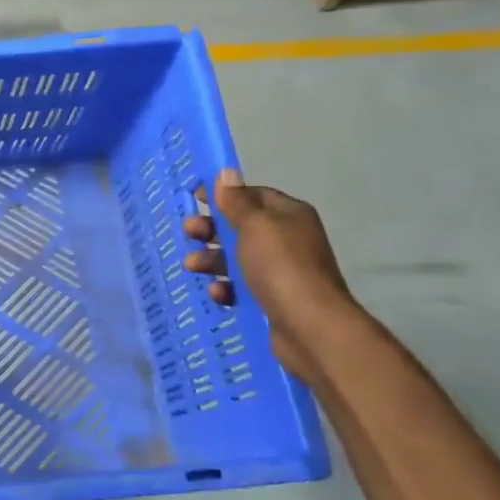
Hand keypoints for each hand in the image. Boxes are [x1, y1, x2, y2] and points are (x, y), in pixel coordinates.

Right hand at [183, 168, 355, 378]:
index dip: (223, 195)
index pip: (252, 195)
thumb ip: (236, 202)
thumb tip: (226, 172)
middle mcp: (286, 240)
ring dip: (211, 260)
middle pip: (239, 227)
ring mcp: (279, 271)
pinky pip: (240, 287)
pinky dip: (225, 288)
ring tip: (192, 267)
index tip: (193, 198)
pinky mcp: (270, 299)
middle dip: (211, 230)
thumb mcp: (255, 227)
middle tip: (190, 232)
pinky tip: (217, 293)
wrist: (309, 327)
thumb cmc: (280, 267)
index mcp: (287, 216)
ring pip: (235, 259)